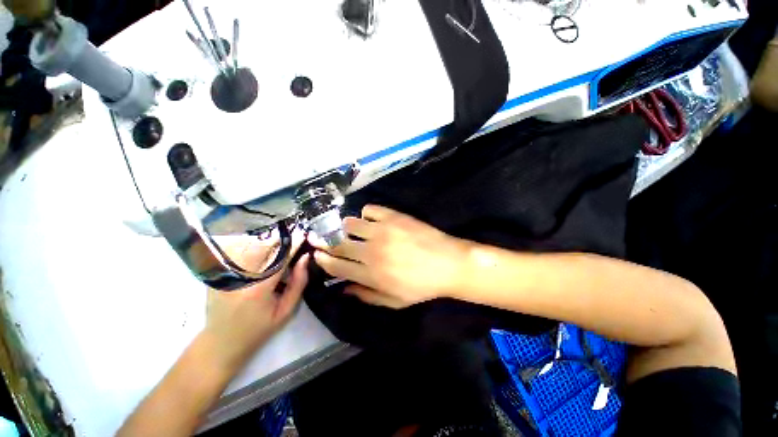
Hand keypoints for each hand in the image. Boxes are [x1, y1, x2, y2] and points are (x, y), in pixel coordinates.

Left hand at [204, 231, 308, 372]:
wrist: (221, 343)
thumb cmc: (258, 329)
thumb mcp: (285, 311)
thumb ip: (298, 283)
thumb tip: (305, 258)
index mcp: (258, 288)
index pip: (280, 258)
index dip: (293, 244)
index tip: (303, 232)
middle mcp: (239, 277)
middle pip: (262, 247)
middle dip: (280, 237)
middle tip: (293, 230)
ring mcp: (225, 274)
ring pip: (247, 245)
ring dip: (265, 238)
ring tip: (279, 235)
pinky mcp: (217, 273)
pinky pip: (236, 250)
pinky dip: (249, 243)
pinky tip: (259, 243)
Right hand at [310, 205, 466, 308]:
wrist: (448, 263)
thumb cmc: (422, 286)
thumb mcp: (395, 301)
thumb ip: (367, 296)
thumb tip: (345, 290)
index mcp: (370, 275)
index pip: (337, 267)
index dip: (323, 260)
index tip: (316, 255)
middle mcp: (371, 251)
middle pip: (338, 244)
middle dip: (324, 241)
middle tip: (318, 237)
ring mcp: (382, 231)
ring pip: (350, 224)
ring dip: (345, 227)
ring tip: (349, 229)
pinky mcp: (393, 216)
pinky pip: (369, 210)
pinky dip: (366, 214)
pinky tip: (371, 220)